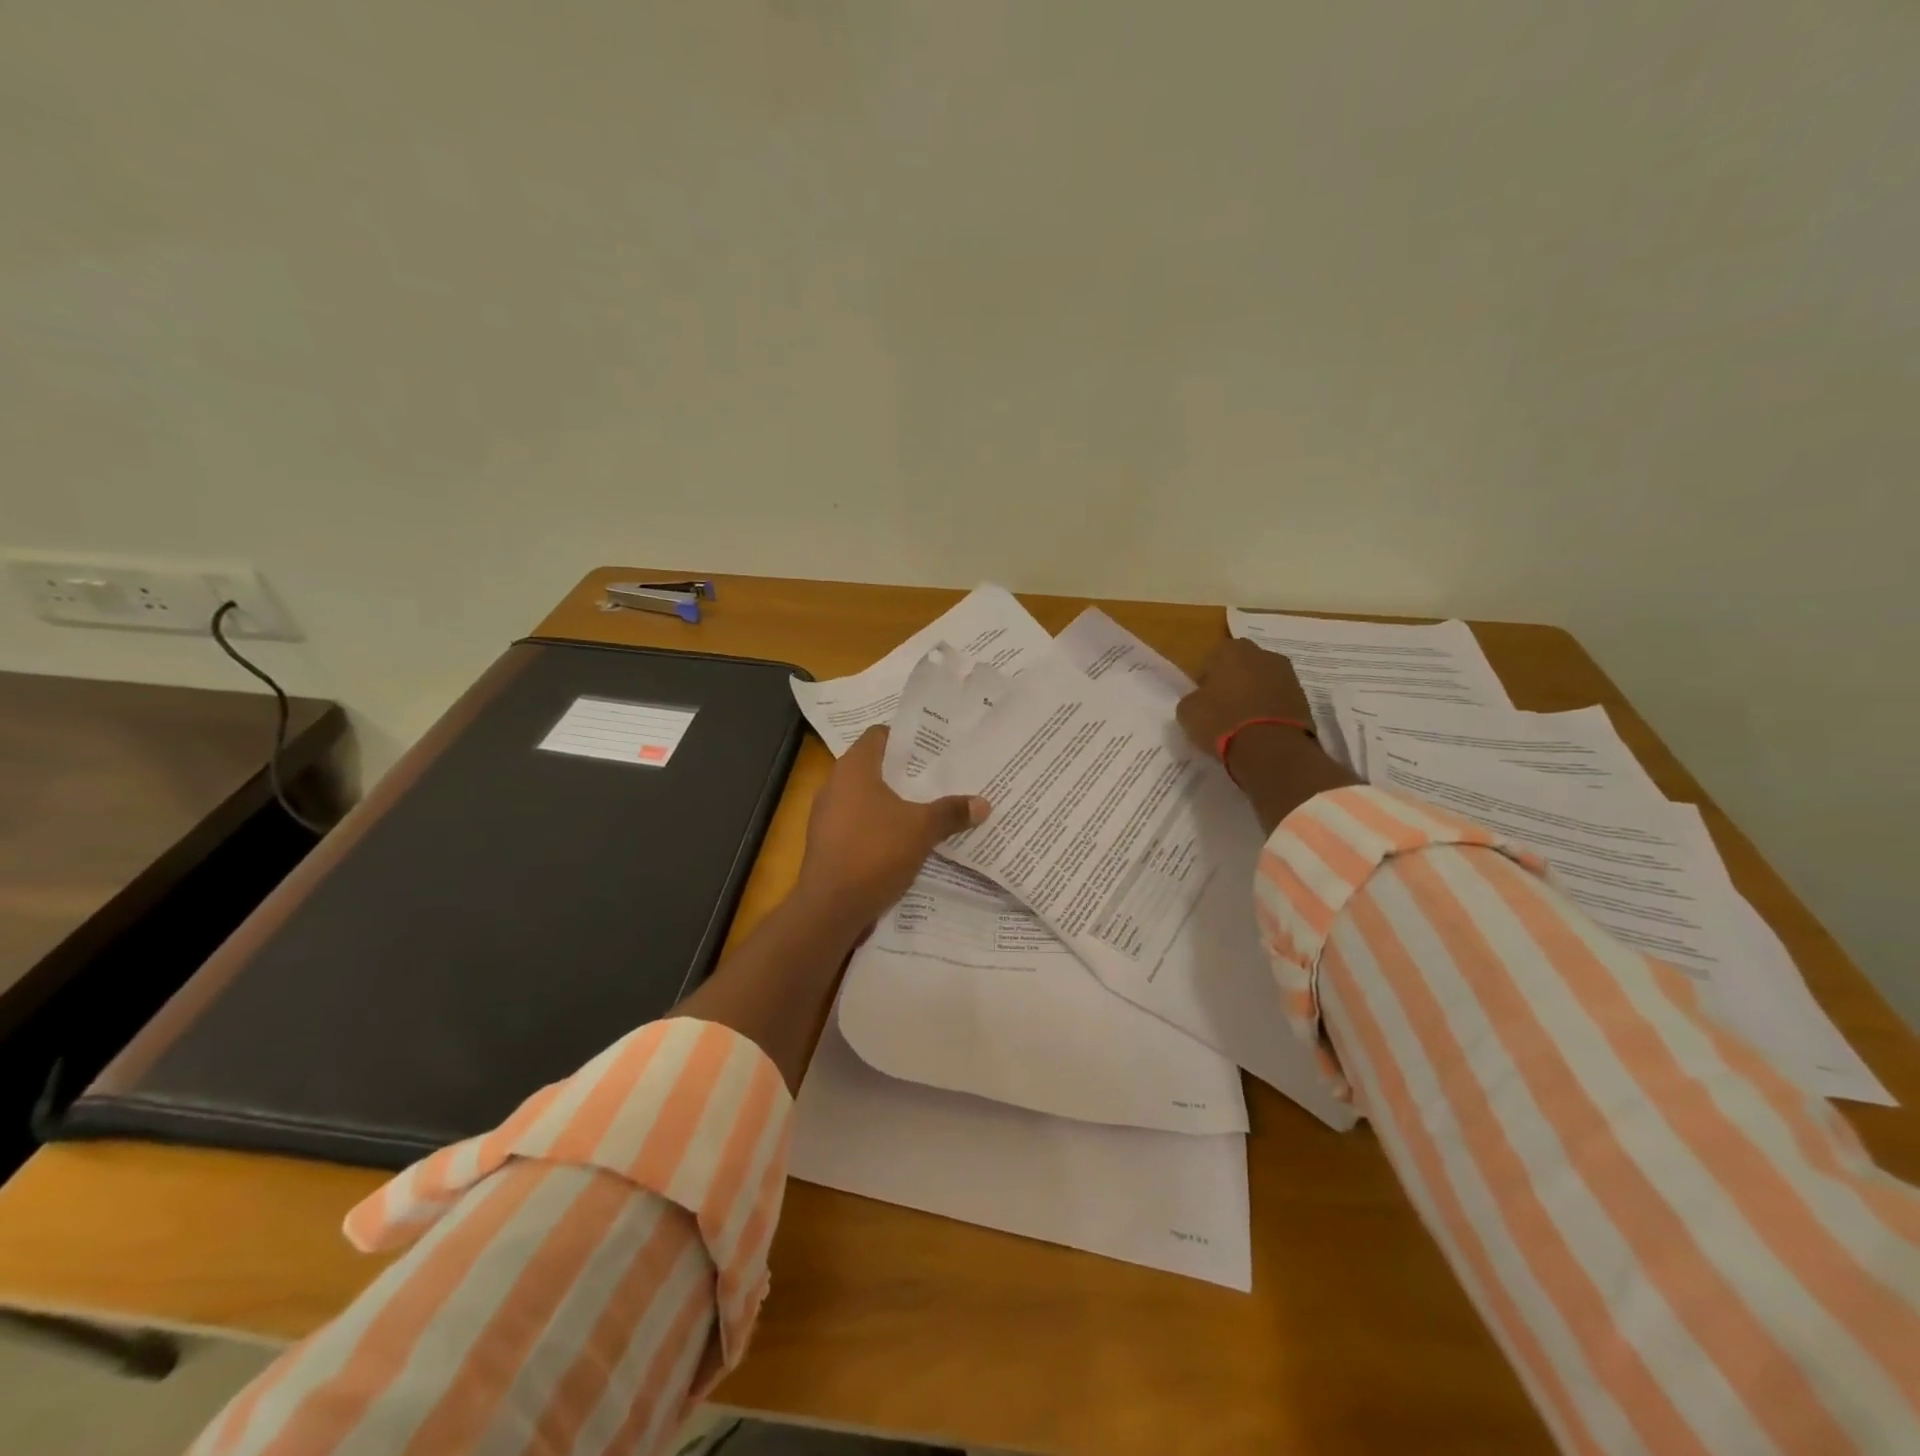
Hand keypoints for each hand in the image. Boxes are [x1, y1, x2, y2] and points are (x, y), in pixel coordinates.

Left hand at [792, 726, 990, 930]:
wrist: (830, 908)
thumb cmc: (874, 853)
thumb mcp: (922, 830)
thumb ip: (951, 812)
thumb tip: (983, 803)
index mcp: (854, 769)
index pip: (879, 735)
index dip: (907, 737)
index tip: (935, 745)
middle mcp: (835, 785)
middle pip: (875, 767)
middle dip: (907, 773)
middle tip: (942, 775)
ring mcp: (828, 816)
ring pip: (868, 799)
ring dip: (895, 802)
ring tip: (930, 806)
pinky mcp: (829, 843)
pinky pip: (860, 824)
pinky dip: (882, 827)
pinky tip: (907, 839)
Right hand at [1175, 637, 1314, 758]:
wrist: (1270, 748)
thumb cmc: (1221, 721)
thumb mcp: (1187, 711)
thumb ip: (1193, 698)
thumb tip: (1201, 699)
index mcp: (1231, 649)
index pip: (1211, 661)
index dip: (1205, 682)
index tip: (1203, 702)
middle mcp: (1263, 653)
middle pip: (1241, 668)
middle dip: (1233, 684)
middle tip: (1223, 710)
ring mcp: (1288, 674)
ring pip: (1262, 683)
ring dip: (1254, 696)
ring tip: (1243, 723)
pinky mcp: (1305, 697)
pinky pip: (1278, 700)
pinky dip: (1270, 710)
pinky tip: (1260, 730)